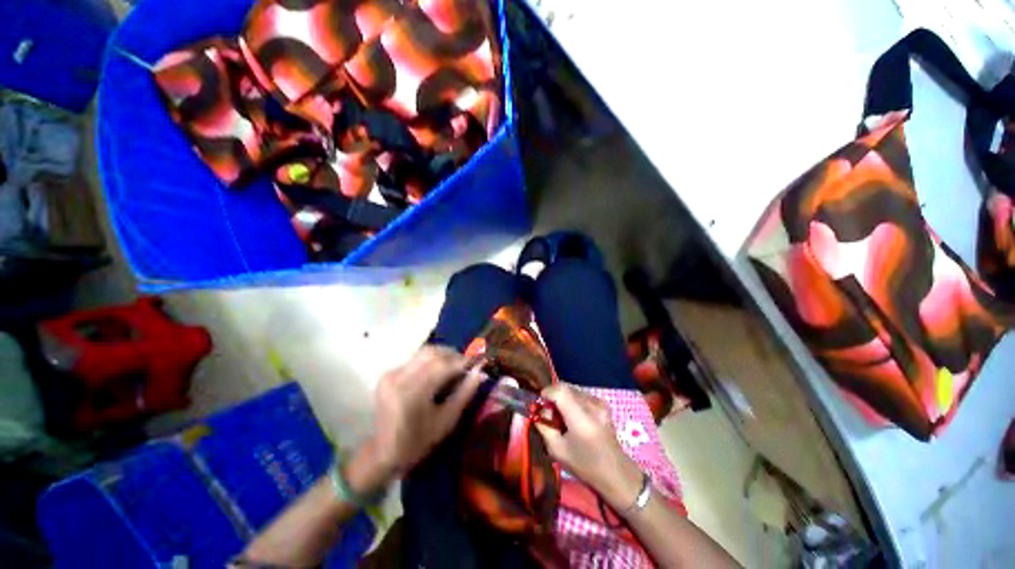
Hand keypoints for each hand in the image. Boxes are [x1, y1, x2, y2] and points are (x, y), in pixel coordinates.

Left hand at [346, 346, 484, 494]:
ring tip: (455, 365)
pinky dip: (431, 360)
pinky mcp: (388, 374)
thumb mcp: (447, 420)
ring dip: (443, 355)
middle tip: (467, 363)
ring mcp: (391, 374)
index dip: (463, 360)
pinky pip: (415, 359)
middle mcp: (399, 377)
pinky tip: (438, 370)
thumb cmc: (419, 442)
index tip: (478, 361)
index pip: (443, 365)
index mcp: (412, 393)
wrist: (383, 453)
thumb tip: (480, 371)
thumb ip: (465, 392)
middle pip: (432, 353)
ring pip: (424, 352)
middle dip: (453, 355)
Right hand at [535, 384, 642, 509]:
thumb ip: (544, 427)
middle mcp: (591, 405)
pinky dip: (572, 399)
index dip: (547, 392)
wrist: (616, 472)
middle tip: (549, 411)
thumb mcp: (557, 450)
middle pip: (565, 387)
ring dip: (562, 396)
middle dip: (553, 395)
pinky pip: (581, 393)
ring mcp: (599, 402)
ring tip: (562, 414)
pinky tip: (574, 415)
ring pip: (573, 388)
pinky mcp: (603, 403)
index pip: (560, 390)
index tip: (540, 403)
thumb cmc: (585, 466)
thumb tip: (537, 412)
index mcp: (580, 418)